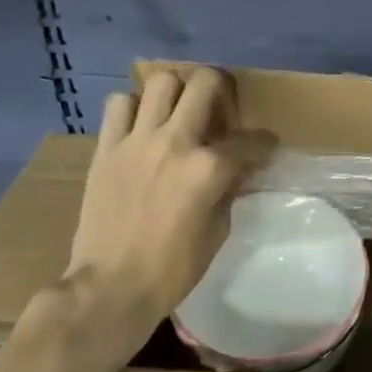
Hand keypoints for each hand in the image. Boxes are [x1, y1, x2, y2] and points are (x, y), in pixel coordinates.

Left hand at [68, 67, 274, 325]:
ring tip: (177, 113)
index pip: (251, 140)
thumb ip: (228, 191)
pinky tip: (140, 127)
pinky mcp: (106, 148)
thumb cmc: (171, 270)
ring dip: (176, 93)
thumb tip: (235, 171)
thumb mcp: (217, 232)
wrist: (108, 290)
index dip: (264, 143)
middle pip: (206, 83)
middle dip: (224, 89)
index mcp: (208, 168)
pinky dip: (133, 108)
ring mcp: (137, 141)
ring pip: (162, 81)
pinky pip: (119, 104)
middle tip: (221, 110)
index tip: (265, 148)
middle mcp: (176, 142)